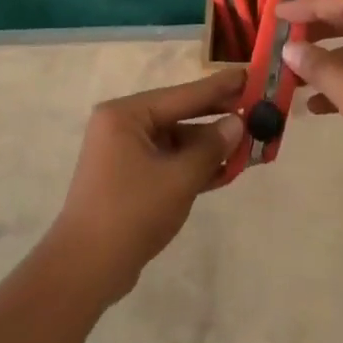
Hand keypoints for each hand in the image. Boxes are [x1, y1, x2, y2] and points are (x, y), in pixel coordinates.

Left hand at [46, 68, 245, 305]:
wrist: (86, 268)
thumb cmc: (132, 213)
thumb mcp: (179, 178)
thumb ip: (211, 147)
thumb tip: (238, 122)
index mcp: (126, 115)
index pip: (183, 95)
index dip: (220, 87)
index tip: (250, 74)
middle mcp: (122, 126)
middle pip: (179, 115)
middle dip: (217, 117)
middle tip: (257, 108)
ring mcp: (124, 153)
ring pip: (176, 141)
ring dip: (209, 146)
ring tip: (250, 143)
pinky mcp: (129, 178)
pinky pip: (168, 161)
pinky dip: (194, 165)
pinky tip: (226, 169)